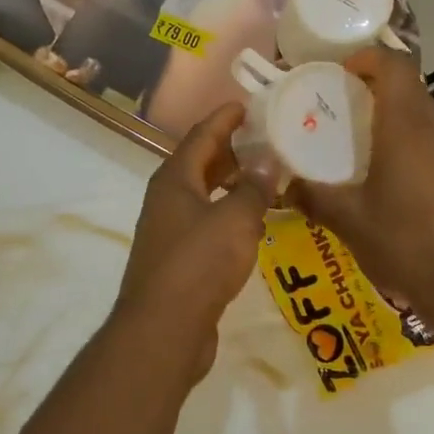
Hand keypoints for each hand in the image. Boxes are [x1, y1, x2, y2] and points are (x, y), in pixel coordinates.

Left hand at [113, 102, 276, 378]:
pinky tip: (254, 224)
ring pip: (204, 196)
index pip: (201, 136)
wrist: (164, 328)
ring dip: (232, 185)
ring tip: (266, 179)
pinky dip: (229, 215)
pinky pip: (207, 224)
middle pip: (200, 164)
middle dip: (231, 151)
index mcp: (175, 180)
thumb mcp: (235, 220)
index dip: (224, 118)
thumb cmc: (199, 264)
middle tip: (266, 141)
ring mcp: (170, 231)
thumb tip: (269, 161)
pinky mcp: (179, 260)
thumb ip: (254, 188)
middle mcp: (167, 200)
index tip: (247, 105)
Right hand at [288, 47, 433, 324]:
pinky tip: (399, 184)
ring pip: (427, 119)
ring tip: (366, 148)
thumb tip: (283, 185)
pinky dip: (416, 148)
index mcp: (407, 128)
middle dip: (377, 91)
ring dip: (397, 121)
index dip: (368, 58)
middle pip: (411, 90)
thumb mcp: (347, 221)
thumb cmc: (403, 244)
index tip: (341, 72)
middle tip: (344, 112)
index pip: (395, 66)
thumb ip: (312, 196)